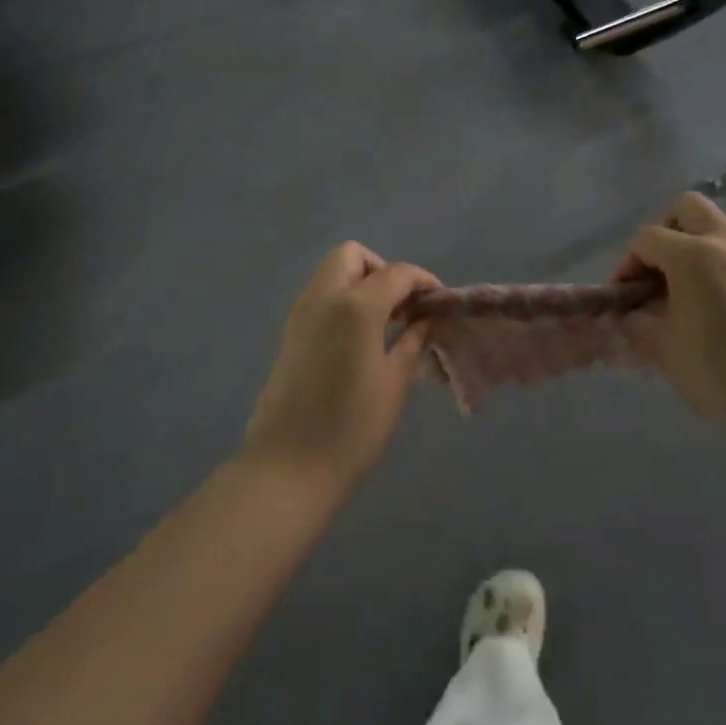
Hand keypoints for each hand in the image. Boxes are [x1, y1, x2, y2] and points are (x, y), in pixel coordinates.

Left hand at [243, 244, 439, 493]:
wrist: (287, 468)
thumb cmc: (352, 429)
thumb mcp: (393, 383)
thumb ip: (411, 341)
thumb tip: (424, 319)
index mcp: (356, 306)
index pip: (396, 273)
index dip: (422, 280)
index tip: (438, 301)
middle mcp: (324, 298)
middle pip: (353, 256)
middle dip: (382, 269)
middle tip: (402, 305)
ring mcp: (301, 314)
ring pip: (332, 272)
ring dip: (360, 282)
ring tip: (385, 322)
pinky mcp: (290, 333)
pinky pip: (320, 296)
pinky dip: (343, 299)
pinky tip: (360, 337)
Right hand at [615, 193, 725, 447]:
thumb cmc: (717, 371)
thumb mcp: (663, 348)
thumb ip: (640, 322)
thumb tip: (630, 315)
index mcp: (694, 255)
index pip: (647, 238)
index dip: (627, 264)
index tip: (625, 298)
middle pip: (689, 208)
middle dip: (667, 231)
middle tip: (660, 271)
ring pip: (722, 235)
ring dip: (700, 255)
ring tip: (693, 299)